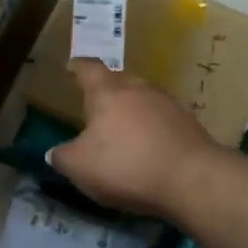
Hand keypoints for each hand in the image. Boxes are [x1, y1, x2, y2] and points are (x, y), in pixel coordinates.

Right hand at [47, 59, 220, 219]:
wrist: (192, 180)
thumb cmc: (126, 165)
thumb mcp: (80, 167)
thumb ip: (62, 157)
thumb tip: (55, 153)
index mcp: (107, 92)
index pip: (89, 69)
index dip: (77, 67)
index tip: (71, 68)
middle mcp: (139, 89)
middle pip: (119, 79)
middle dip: (106, 88)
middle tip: (96, 103)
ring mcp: (168, 104)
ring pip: (143, 98)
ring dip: (132, 109)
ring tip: (122, 127)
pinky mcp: (189, 124)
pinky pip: (162, 119)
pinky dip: (151, 127)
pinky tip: (148, 146)